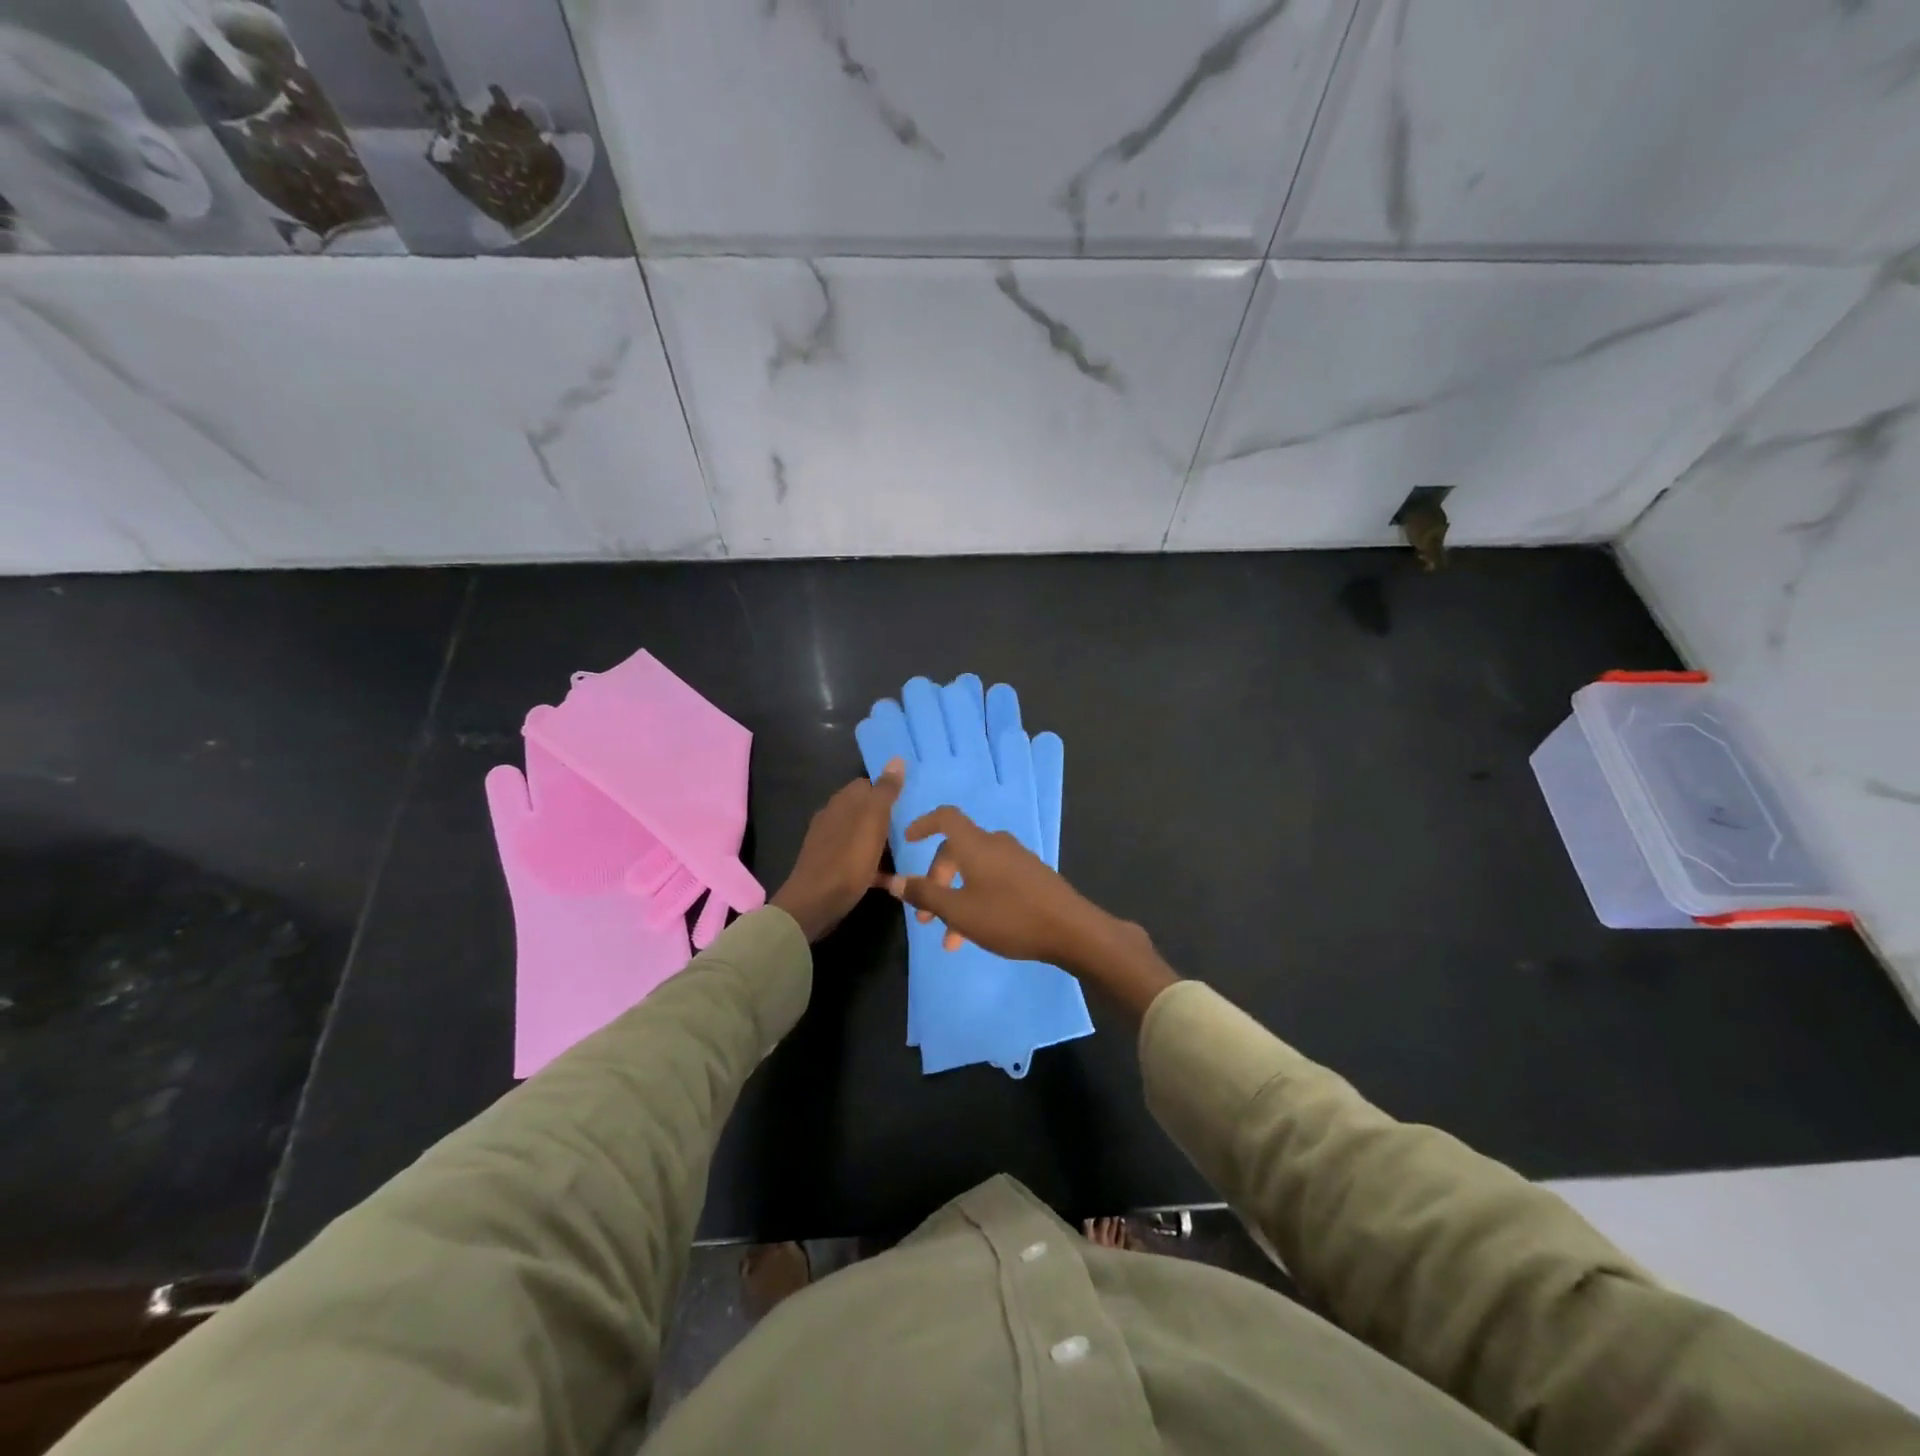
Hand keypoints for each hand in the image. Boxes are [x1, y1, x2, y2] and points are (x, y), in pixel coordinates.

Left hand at [770, 760, 903, 941]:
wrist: (815, 902)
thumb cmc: (848, 858)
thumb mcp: (873, 820)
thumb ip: (885, 791)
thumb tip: (896, 759)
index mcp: (842, 802)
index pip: (867, 784)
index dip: (888, 790)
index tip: (910, 801)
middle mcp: (832, 817)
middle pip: (864, 809)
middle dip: (886, 816)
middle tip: (913, 827)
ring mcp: (828, 843)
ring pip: (861, 834)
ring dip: (880, 841)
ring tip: (905, 851)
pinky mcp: (830, 867)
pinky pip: (856, 859)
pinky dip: (872, 865)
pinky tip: (889, 878)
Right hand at [882, 805, 1178, 1017]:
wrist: (1071, 930)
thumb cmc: (1009, 916)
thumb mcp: (959, 911)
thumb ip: (924, 894)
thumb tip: (893, 880)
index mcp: (976, 844)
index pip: (945, 817)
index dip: (923, 824)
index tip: (907, 842)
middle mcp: (996, 844)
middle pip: (957, 850)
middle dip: (937, 881)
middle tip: (926, 917)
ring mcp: (1017, 859)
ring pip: (975, 871)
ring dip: (957, 898)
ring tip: (951, 939)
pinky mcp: (1032, 876)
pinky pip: (994, 880)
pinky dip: (978, 899)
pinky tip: (978, 931)